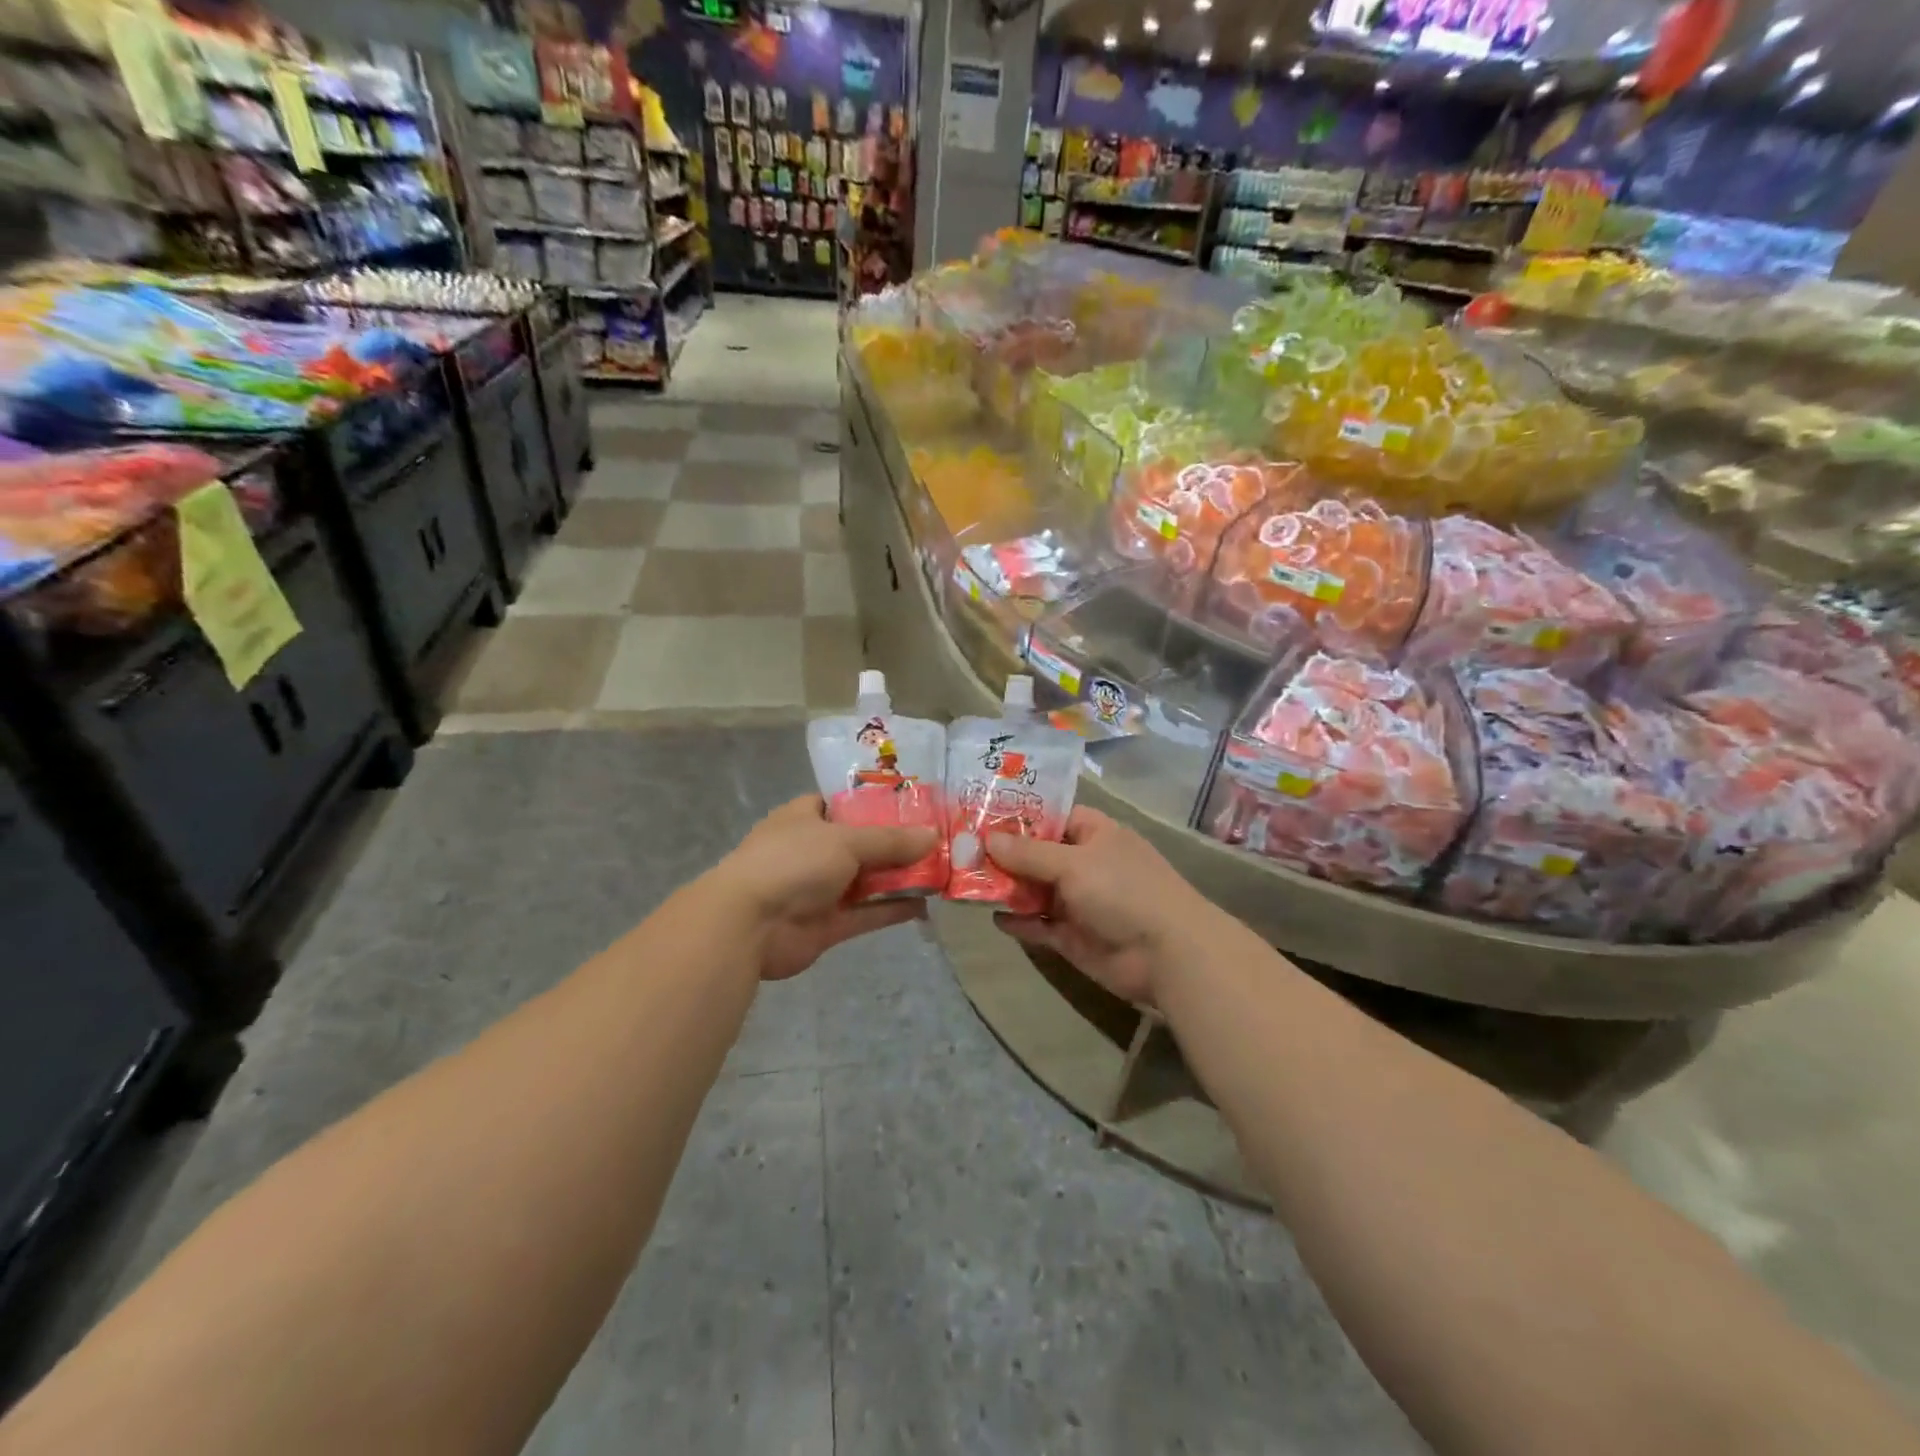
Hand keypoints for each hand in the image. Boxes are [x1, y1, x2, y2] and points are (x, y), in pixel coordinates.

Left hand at [714, 796, 938, 980]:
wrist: (749, 925)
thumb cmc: (792, 863)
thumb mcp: (846, 841)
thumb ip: (891, 840)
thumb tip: (933, 836)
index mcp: (805, 817)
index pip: (842, 803)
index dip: (876, 804)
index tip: (914, 805)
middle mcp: (812, 850)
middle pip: (862, 843)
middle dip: (897, 844)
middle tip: (938, 840)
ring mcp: (818, 889)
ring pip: (866, 880)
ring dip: (898, 878)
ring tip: (940, 871)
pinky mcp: (827, 925)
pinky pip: (866, 913)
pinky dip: (891, 909)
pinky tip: (924, 905)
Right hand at [986, 807, 1214, 1004]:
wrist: (1167, 954)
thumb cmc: (1123, 890)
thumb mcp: (1073, 863)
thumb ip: (1029, 854)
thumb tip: (988, 840)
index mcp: (1093, 834)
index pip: (1051, 817)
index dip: (1018, 817)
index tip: (979, 817)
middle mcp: (1084, 863)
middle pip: (1037, 854)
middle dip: (1003, 855)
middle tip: (961, 851)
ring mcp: (1079, 901)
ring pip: (1034, 890)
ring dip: (1006, 888)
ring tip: (966, 882)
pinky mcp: (1073, 936)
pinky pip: (1039, 924)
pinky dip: (1019, 921)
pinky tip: (993, 917)